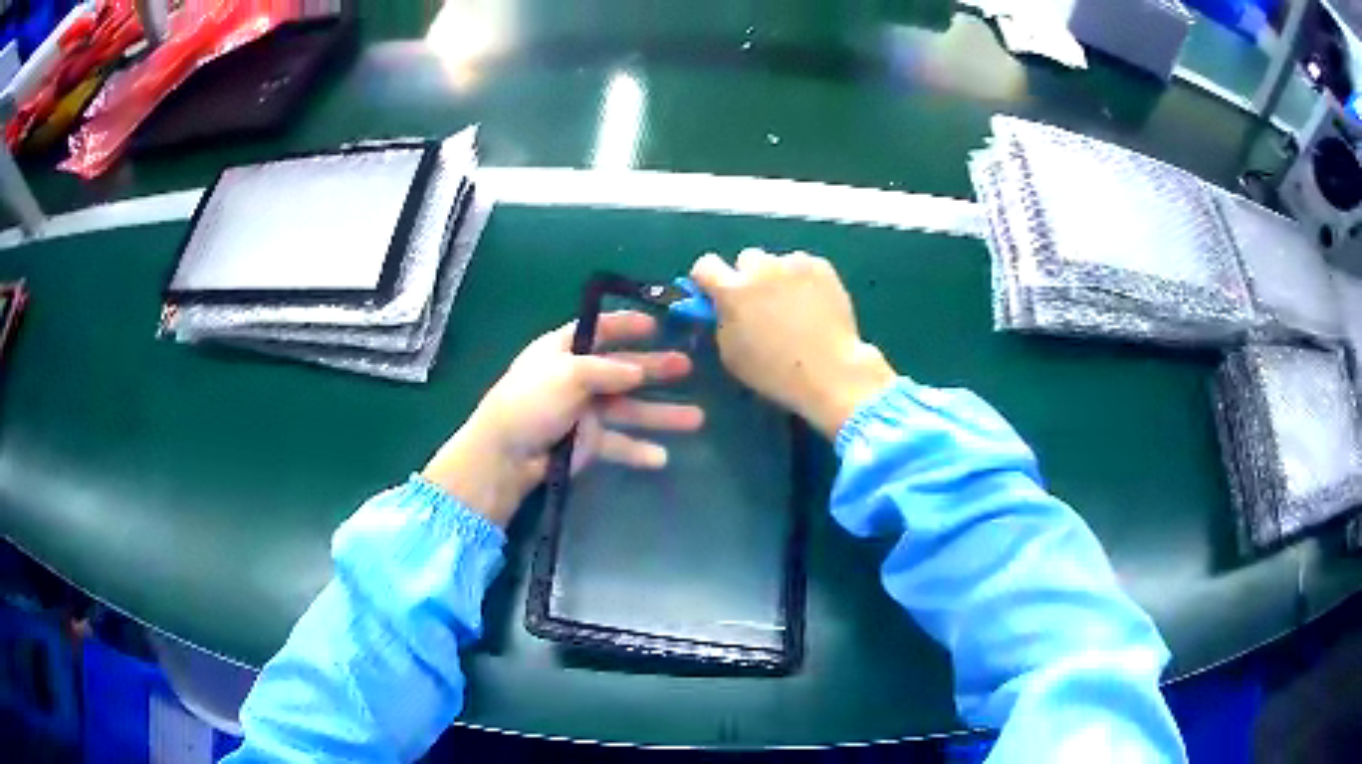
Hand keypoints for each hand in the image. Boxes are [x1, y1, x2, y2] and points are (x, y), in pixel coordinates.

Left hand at [422, 312, 703, 526]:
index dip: (627, 326)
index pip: (600, 331)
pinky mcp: (588, 443)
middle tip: (688, 366)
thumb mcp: (567, 374)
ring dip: (660, 413)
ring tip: (697, 418)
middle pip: (623, 370)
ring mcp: (584, 412)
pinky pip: (619, 443)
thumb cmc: (531, 402)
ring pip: (629, 409)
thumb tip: (637, 371)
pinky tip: (662, 457)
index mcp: (564, 351)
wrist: (506, 456)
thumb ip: (606, 370)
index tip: (658, 325)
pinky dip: (639, 450)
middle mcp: (577, 378)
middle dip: (656, 369)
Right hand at [691, 249, 896, 439]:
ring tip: (793, 305)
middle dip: (749, 276)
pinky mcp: (821, 266)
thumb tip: (721, 307)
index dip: (709, 278)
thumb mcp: (731, 354)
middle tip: (761, 302)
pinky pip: (804, 266)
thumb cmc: (774, 372)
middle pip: (746, 259)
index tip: (716, 292)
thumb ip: (722, 321)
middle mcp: (760, 268)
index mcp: (732, 291)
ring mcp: (793, 264)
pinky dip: (805, 279)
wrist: (830, 371)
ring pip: (777, 262)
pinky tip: (814, 304)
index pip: (705, 266)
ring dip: (779, 276)